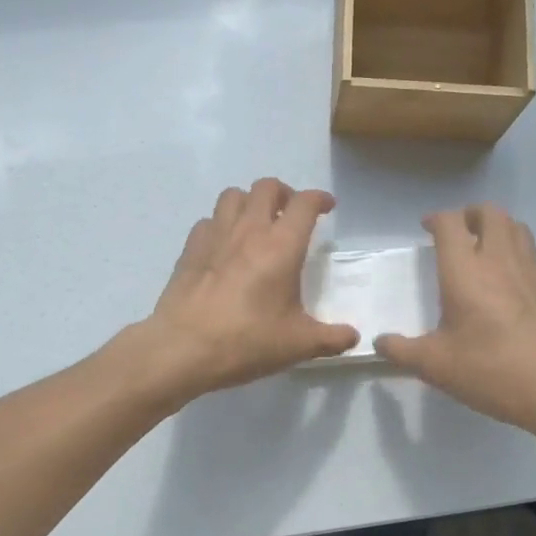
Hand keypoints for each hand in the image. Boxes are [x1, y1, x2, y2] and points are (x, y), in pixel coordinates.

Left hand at [145, 178, 359, 396]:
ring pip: (233, 195)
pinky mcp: (190, 248)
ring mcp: (215, 235)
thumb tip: (353, 337)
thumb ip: (330, 339)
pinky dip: (221, 224)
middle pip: (267, 187)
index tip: (327, 207)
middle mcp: (249, 230)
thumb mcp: (297, 345)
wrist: (183, 348)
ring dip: (250, 201)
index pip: (304, 203)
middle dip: (284, 193)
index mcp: (281, 245)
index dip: (319, 199)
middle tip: (291, 214)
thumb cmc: (246, 341)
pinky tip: (225, 246)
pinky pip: (209, 220)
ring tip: (257, 223)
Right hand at [376, 204, 535, 434]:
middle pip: (489, 213)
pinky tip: (511, 286)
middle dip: (470, 214)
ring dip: (498, 229)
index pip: (451, 223)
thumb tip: (380, 342)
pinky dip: (518, 256)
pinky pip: (533, 257)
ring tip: (485, 249)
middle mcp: (500, 260)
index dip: (437, 219)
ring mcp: (533, 271)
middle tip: (458, 233)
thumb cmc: (492, 371)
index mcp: (466, 271)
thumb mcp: (436, 367)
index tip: (428, 229)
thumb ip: (402, 351)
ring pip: (517, 228)